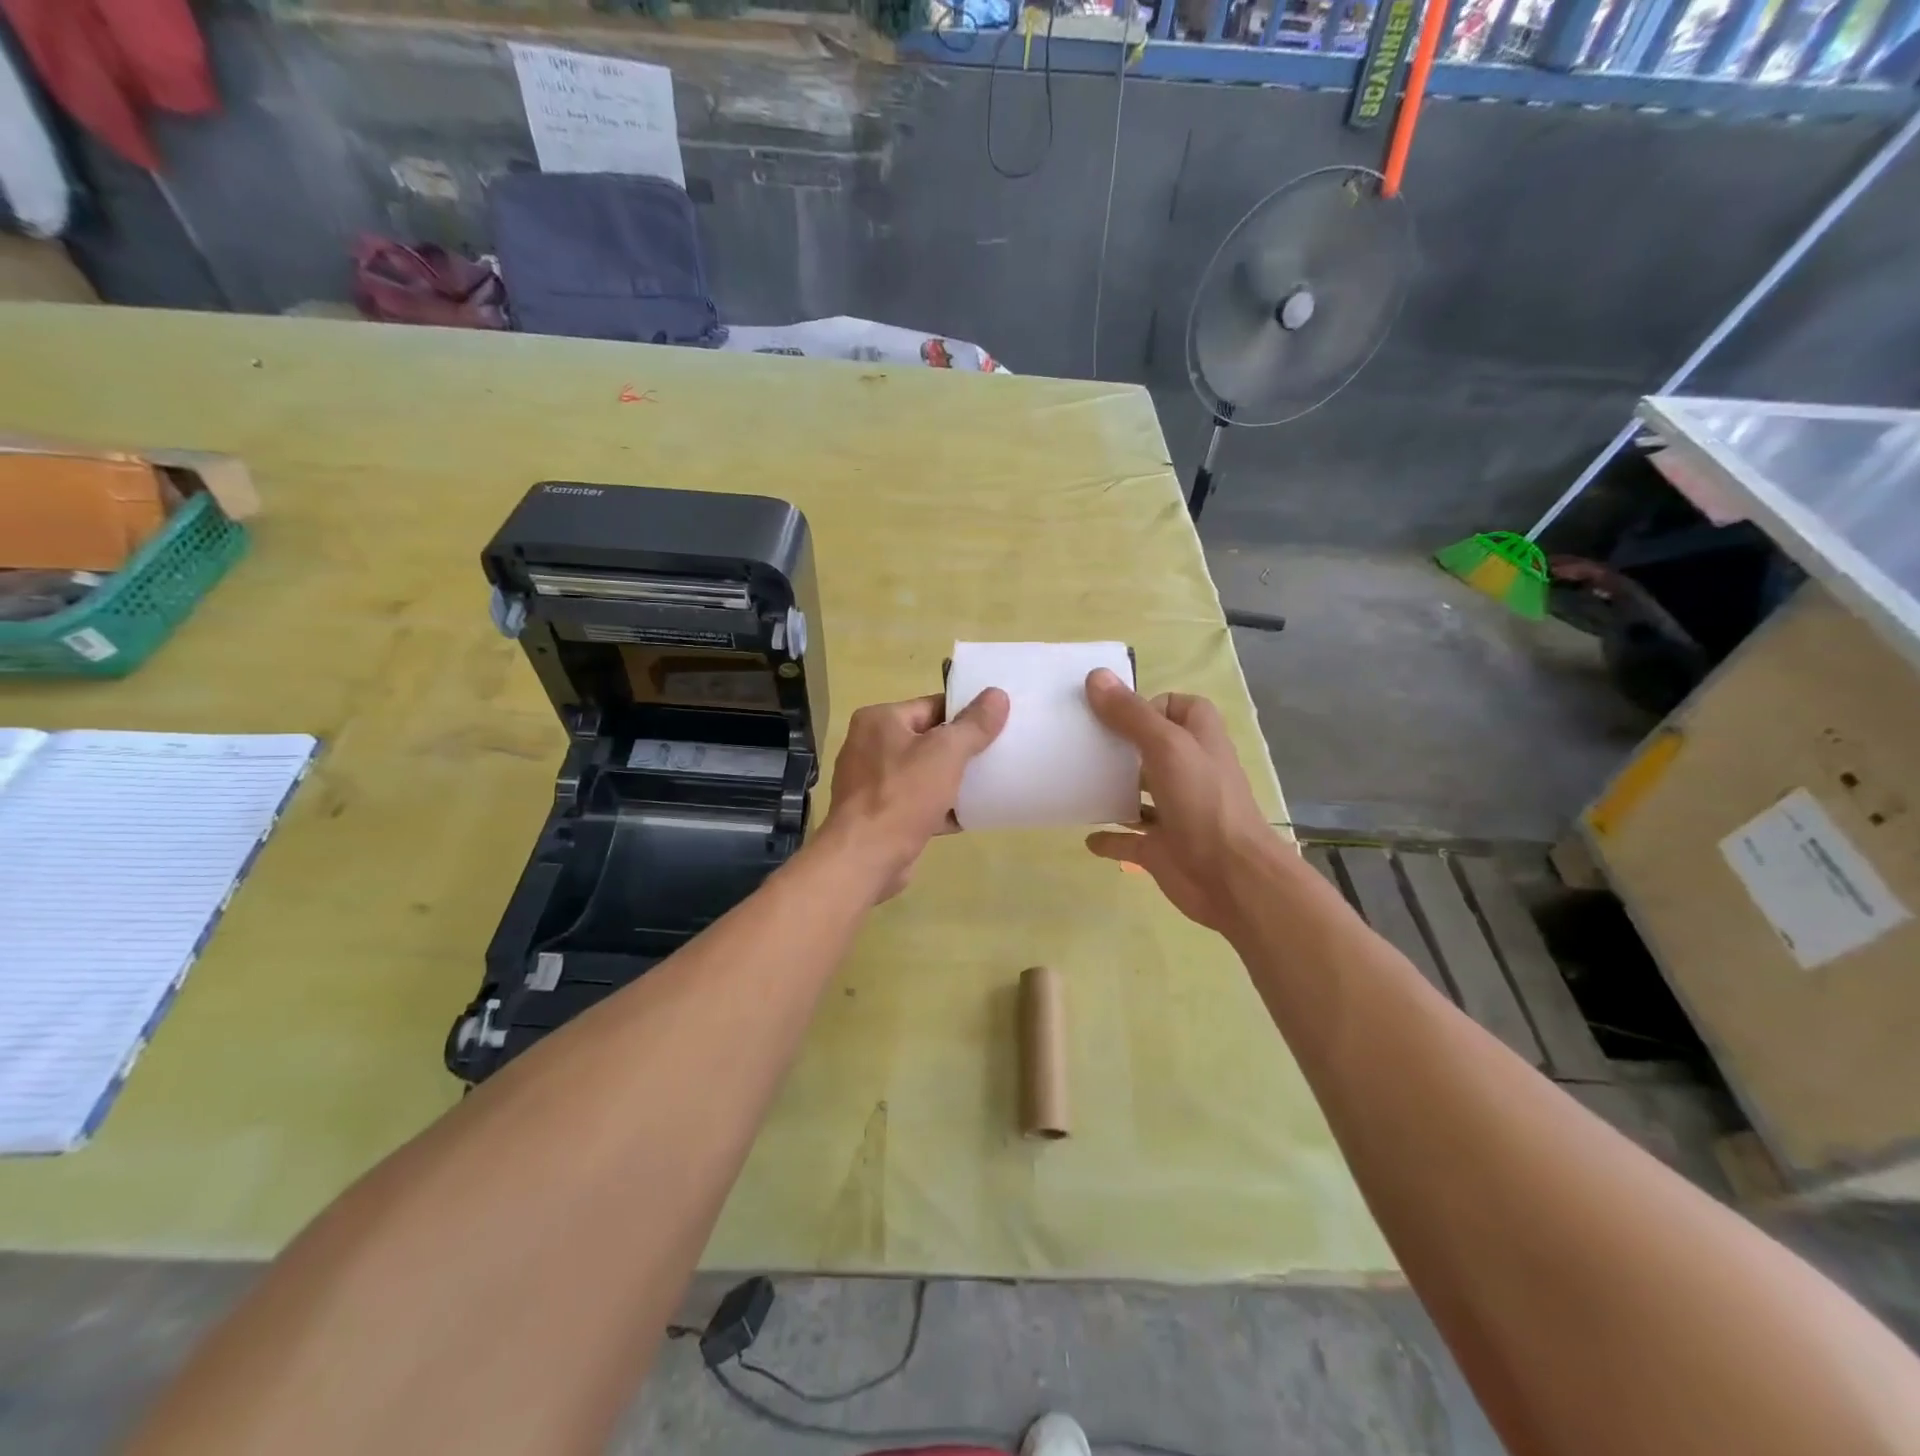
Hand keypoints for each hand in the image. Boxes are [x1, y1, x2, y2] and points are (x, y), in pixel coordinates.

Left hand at [818, 689, 1009, 900]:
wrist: (866, 858)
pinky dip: (940, 806)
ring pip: (923, 773)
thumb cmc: (903, 795)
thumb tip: (997, 695)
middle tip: (998, 752)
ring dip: (953, 779)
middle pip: (928, 739)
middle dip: (961, 748)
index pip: (931, 706)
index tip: (998, 723)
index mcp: (878, 720)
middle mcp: (869, 746)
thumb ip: (974, 725)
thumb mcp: (946, 753)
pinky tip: (970, 814)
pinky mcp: (879, 814)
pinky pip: (917, 802)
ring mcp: (871, 782)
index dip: (965, 713)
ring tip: (990, 782)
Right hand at [1083, 669, 1281, 936]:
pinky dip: (1108, 838)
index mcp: (1198, 740)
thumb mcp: (1167, 747)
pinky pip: (1128, 840)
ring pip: (1138, 794)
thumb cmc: (1204, 802)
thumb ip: (1131, 715)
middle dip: (1119, 744)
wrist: (1232, 878)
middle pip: (1151, 748)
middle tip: (1079, 742)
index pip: (1176, 707)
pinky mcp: (1160, 848)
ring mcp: (1174, 812)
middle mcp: (1187, 771)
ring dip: (1112, 789)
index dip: (1148, 705)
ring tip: (1074, 781)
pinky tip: (1087, 837)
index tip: (1111, 712)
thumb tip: (1095, 676)